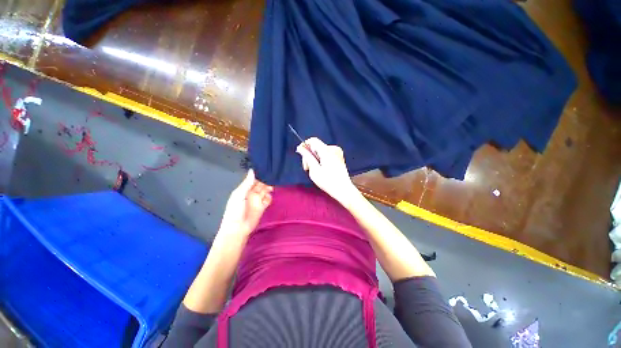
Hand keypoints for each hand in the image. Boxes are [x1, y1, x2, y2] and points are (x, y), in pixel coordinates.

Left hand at [219, 169, 272, 239]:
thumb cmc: (235, 210)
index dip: (259, 175)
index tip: (266, 169)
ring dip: (268, 188)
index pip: (253, 179)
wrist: (238, 228)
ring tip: (270, 188)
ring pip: (265, 191)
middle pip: (260, 184)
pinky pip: (268, 199)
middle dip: (265, 181)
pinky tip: (267, 197)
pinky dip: (269, 197)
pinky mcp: (263, 206)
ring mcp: (257, 200)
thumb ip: (247, 183)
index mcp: (244, 189)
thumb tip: (252, 170)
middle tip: (271, 177)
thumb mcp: (239, 195)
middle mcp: (251, 193)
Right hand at [296, 138, 358, 203]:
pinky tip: (322, 169)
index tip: (301, 154)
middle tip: (307, 168)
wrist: (343, 189)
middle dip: (309, 155)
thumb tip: (300, 148)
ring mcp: (337, 152)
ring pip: (320, 151)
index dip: (305, 145)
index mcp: (327, 151)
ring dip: (315, 158)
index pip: (313, 140)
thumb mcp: (314, 170)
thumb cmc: (328, 182)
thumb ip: (307, 157)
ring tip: (315, 170)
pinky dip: (321, 159)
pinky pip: (326, 153)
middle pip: (316, 146)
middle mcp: (333, 149)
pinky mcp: (339, 156)